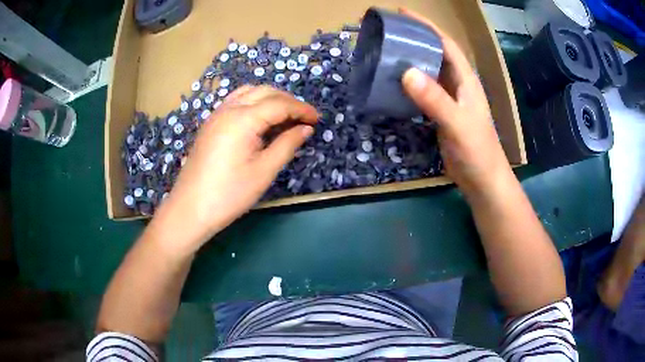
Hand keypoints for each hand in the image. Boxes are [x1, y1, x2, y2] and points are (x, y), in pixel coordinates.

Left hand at [151, 86, 317, 252]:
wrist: (190, 209)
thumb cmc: (229, 194)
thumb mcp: (264, 171)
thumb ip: (287, 145)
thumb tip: (305, 128)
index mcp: (243, 119)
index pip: (279, 104)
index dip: (301, 109)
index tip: (317, 119)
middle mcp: (229, 109)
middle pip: (265, 92)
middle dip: (288, 101)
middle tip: (304, 118)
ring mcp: (216, 115)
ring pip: (249, 93)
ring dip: (270, 98)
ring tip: (285, 115)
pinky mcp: (210, 124)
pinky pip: (236, 101)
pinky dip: (254, 103)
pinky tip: (260, 119)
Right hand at [399, 8, 512, 196]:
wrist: (482, 181)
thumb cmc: (477, 151)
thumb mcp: (457, 123)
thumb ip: (435, 99)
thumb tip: (406, 72)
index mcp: (466, 80)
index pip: (446, 44)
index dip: (427, 27)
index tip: (403, 13)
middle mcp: (458, 85)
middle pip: (435, 54)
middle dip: (415, 39)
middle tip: (389, 32)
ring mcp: (450, 100)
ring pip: (428, 72)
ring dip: (411, 60)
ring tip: (387, 51)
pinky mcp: (441, 114)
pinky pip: (423, 92)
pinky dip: (409, 84)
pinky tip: (394, 83)